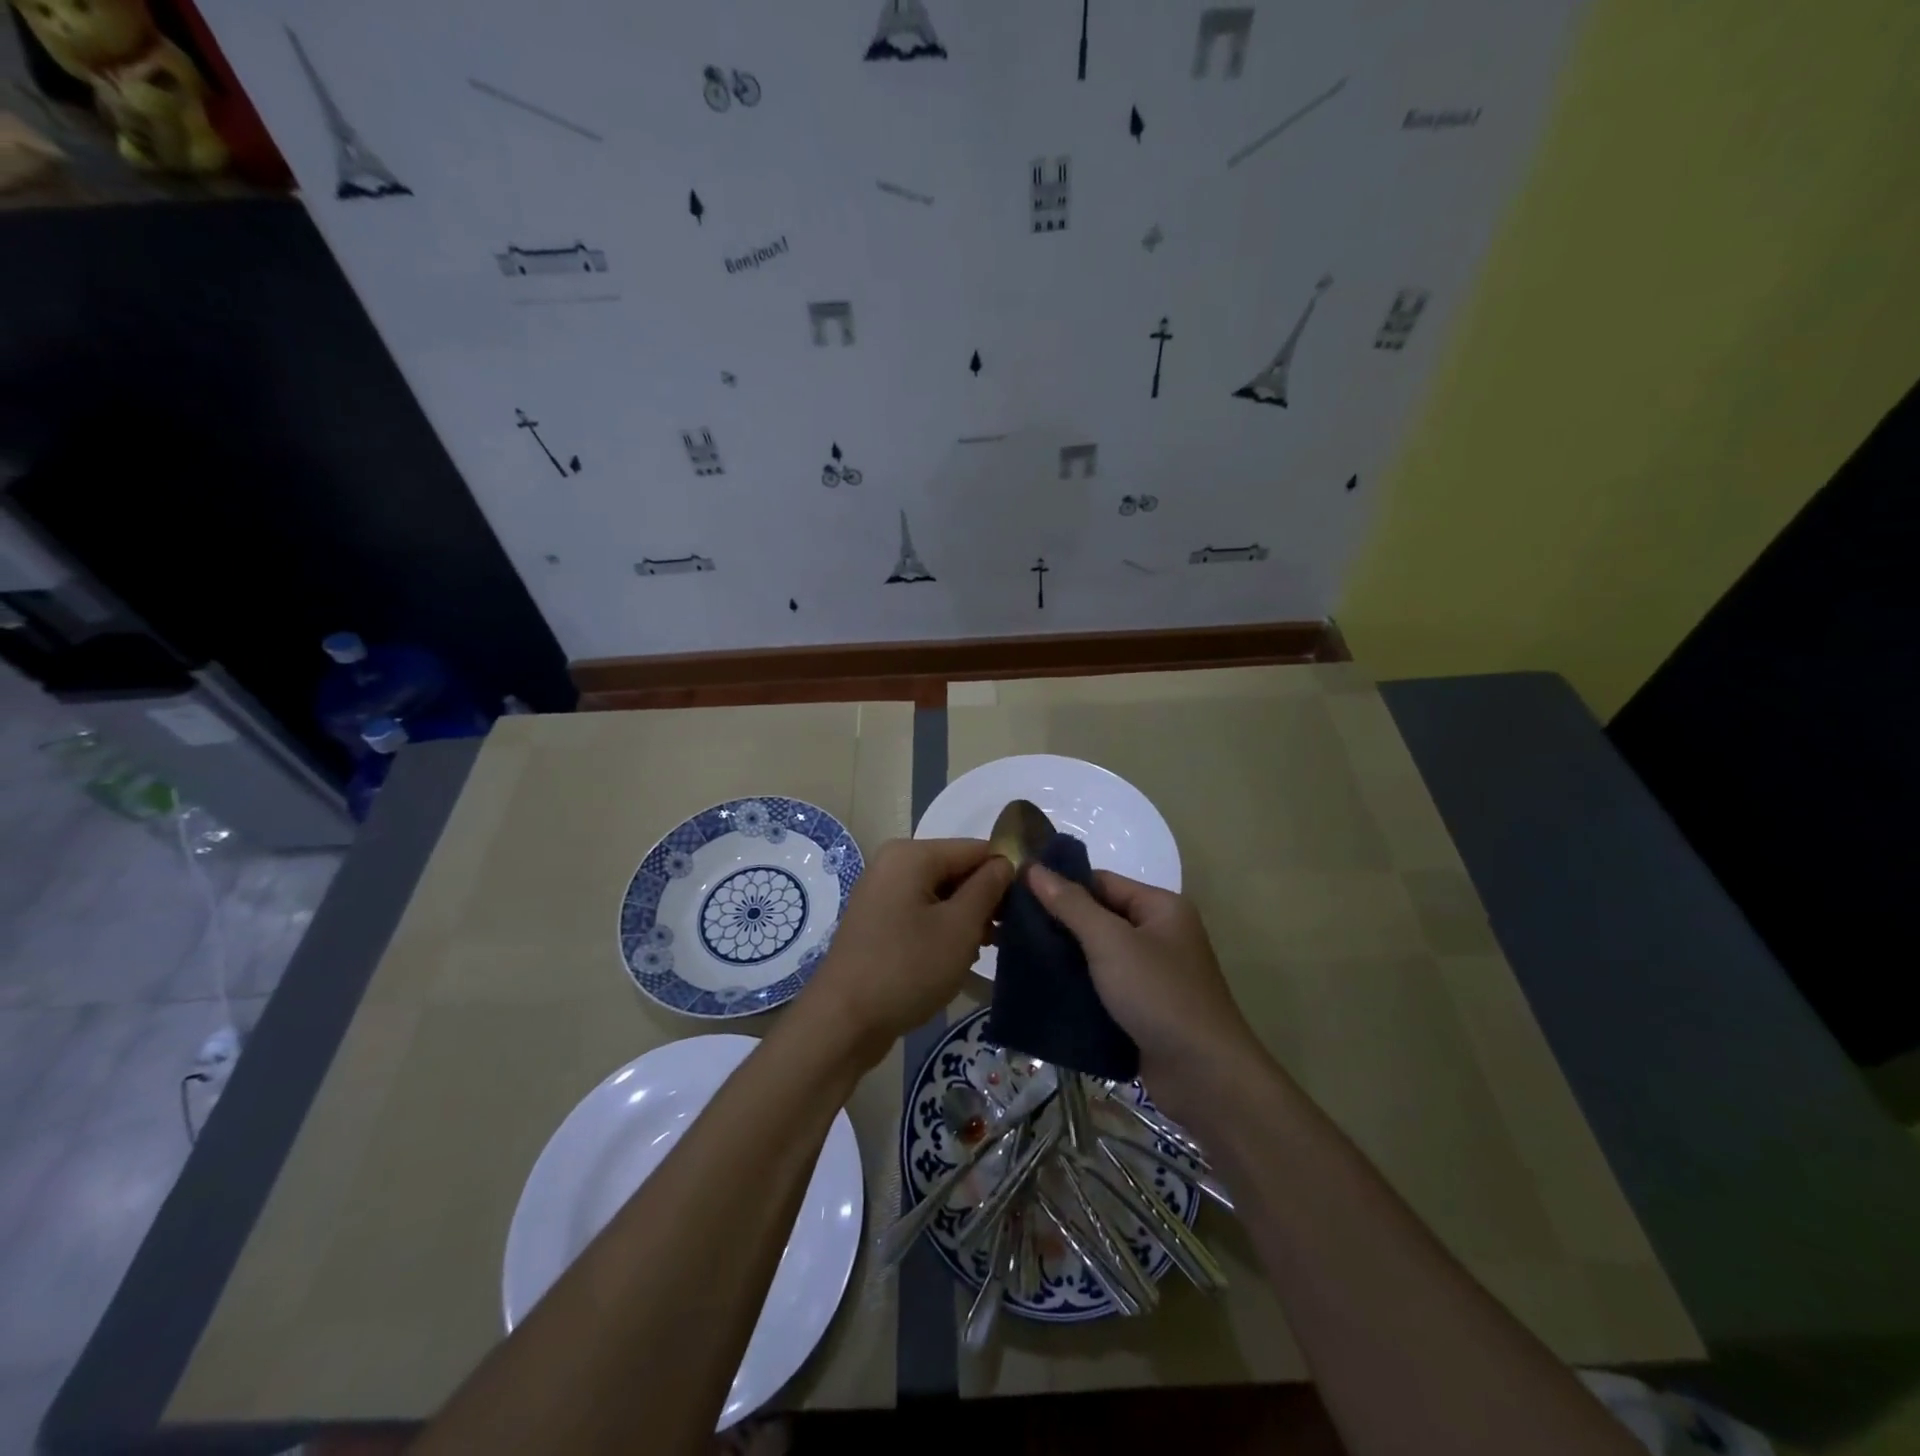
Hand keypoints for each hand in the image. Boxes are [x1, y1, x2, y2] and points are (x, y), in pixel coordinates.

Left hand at [805, 839, 1013, 1063]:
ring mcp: (882, 894)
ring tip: (986, 949)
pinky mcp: (878, 922)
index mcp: (911, 855)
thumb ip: (988, 888)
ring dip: (966, 918)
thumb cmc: (906, 968)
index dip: (1006, 872)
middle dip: (985, 899)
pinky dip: (943, 930)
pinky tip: (959, 958)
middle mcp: (893, 865)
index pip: (975, 849)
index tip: (1031, 904)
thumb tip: (1006, 863)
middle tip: (1010, 933)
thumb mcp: (959, 927)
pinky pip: (922, 913)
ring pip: (941, 895)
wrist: (843, 1021)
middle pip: (956, 870)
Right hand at [1026, 864, 1262, 1121]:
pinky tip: (1042, 990)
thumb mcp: (1110, 942)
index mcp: (1160, 907)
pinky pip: (1102, 987)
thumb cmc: (1159, 995)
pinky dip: (1077, 987)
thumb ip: (1071, 905)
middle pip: (1098, 917)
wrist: (1205, 1077)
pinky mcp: (1143, 1009)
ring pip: (1097, 955)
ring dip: (1063, 957)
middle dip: (1058, 923)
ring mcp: (1152, 974)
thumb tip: (1033, 868)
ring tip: (1015, 956)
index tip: (1015, 893)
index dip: (1060, 885)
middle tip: (1008, 927)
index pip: (1101, 882)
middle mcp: (1159, 935)